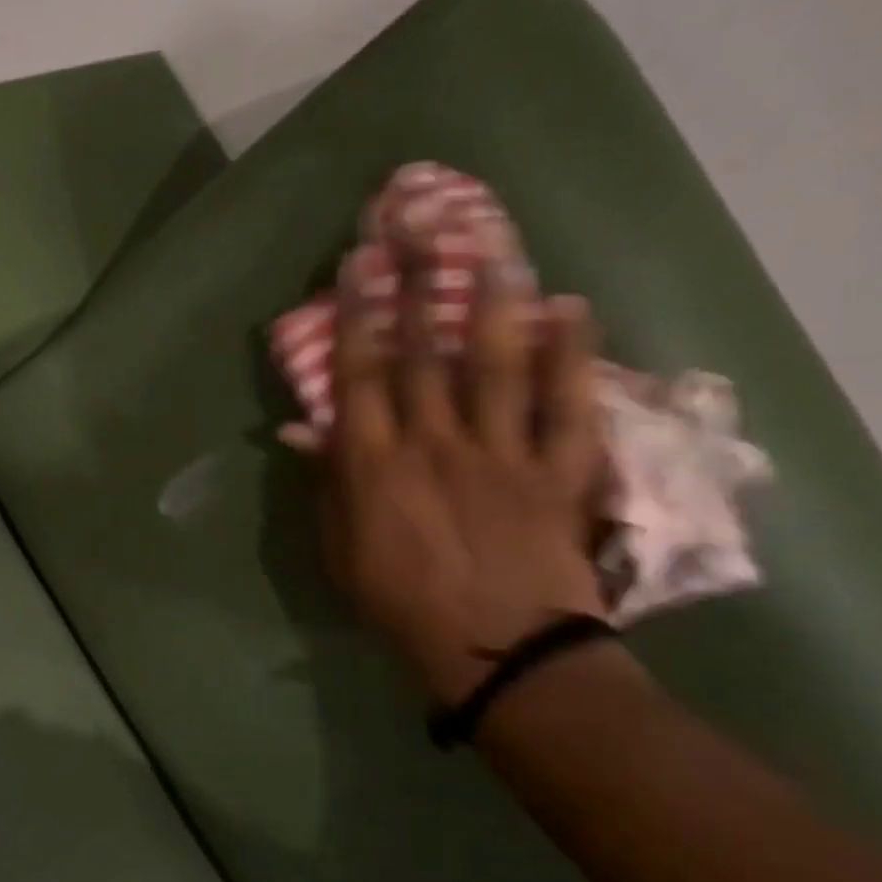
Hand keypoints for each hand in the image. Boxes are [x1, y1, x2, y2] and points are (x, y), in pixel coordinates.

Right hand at [319, 242, 607, 703]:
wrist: (498, 654)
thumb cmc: (403, 605)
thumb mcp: (341, 552)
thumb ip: (327, 485)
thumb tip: (305, 431)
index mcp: (377, 464)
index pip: (361, 375)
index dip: (358, 314)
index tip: (361, 262)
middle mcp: (436, 442)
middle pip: (425, 353)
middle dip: (420, 286)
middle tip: (424, 227)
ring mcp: (502, 453)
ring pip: (498, 364)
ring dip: (496, 302)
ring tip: (497, 247)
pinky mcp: (558, 471)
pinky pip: (570, 406)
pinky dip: (575, 357)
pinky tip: (575, 311)